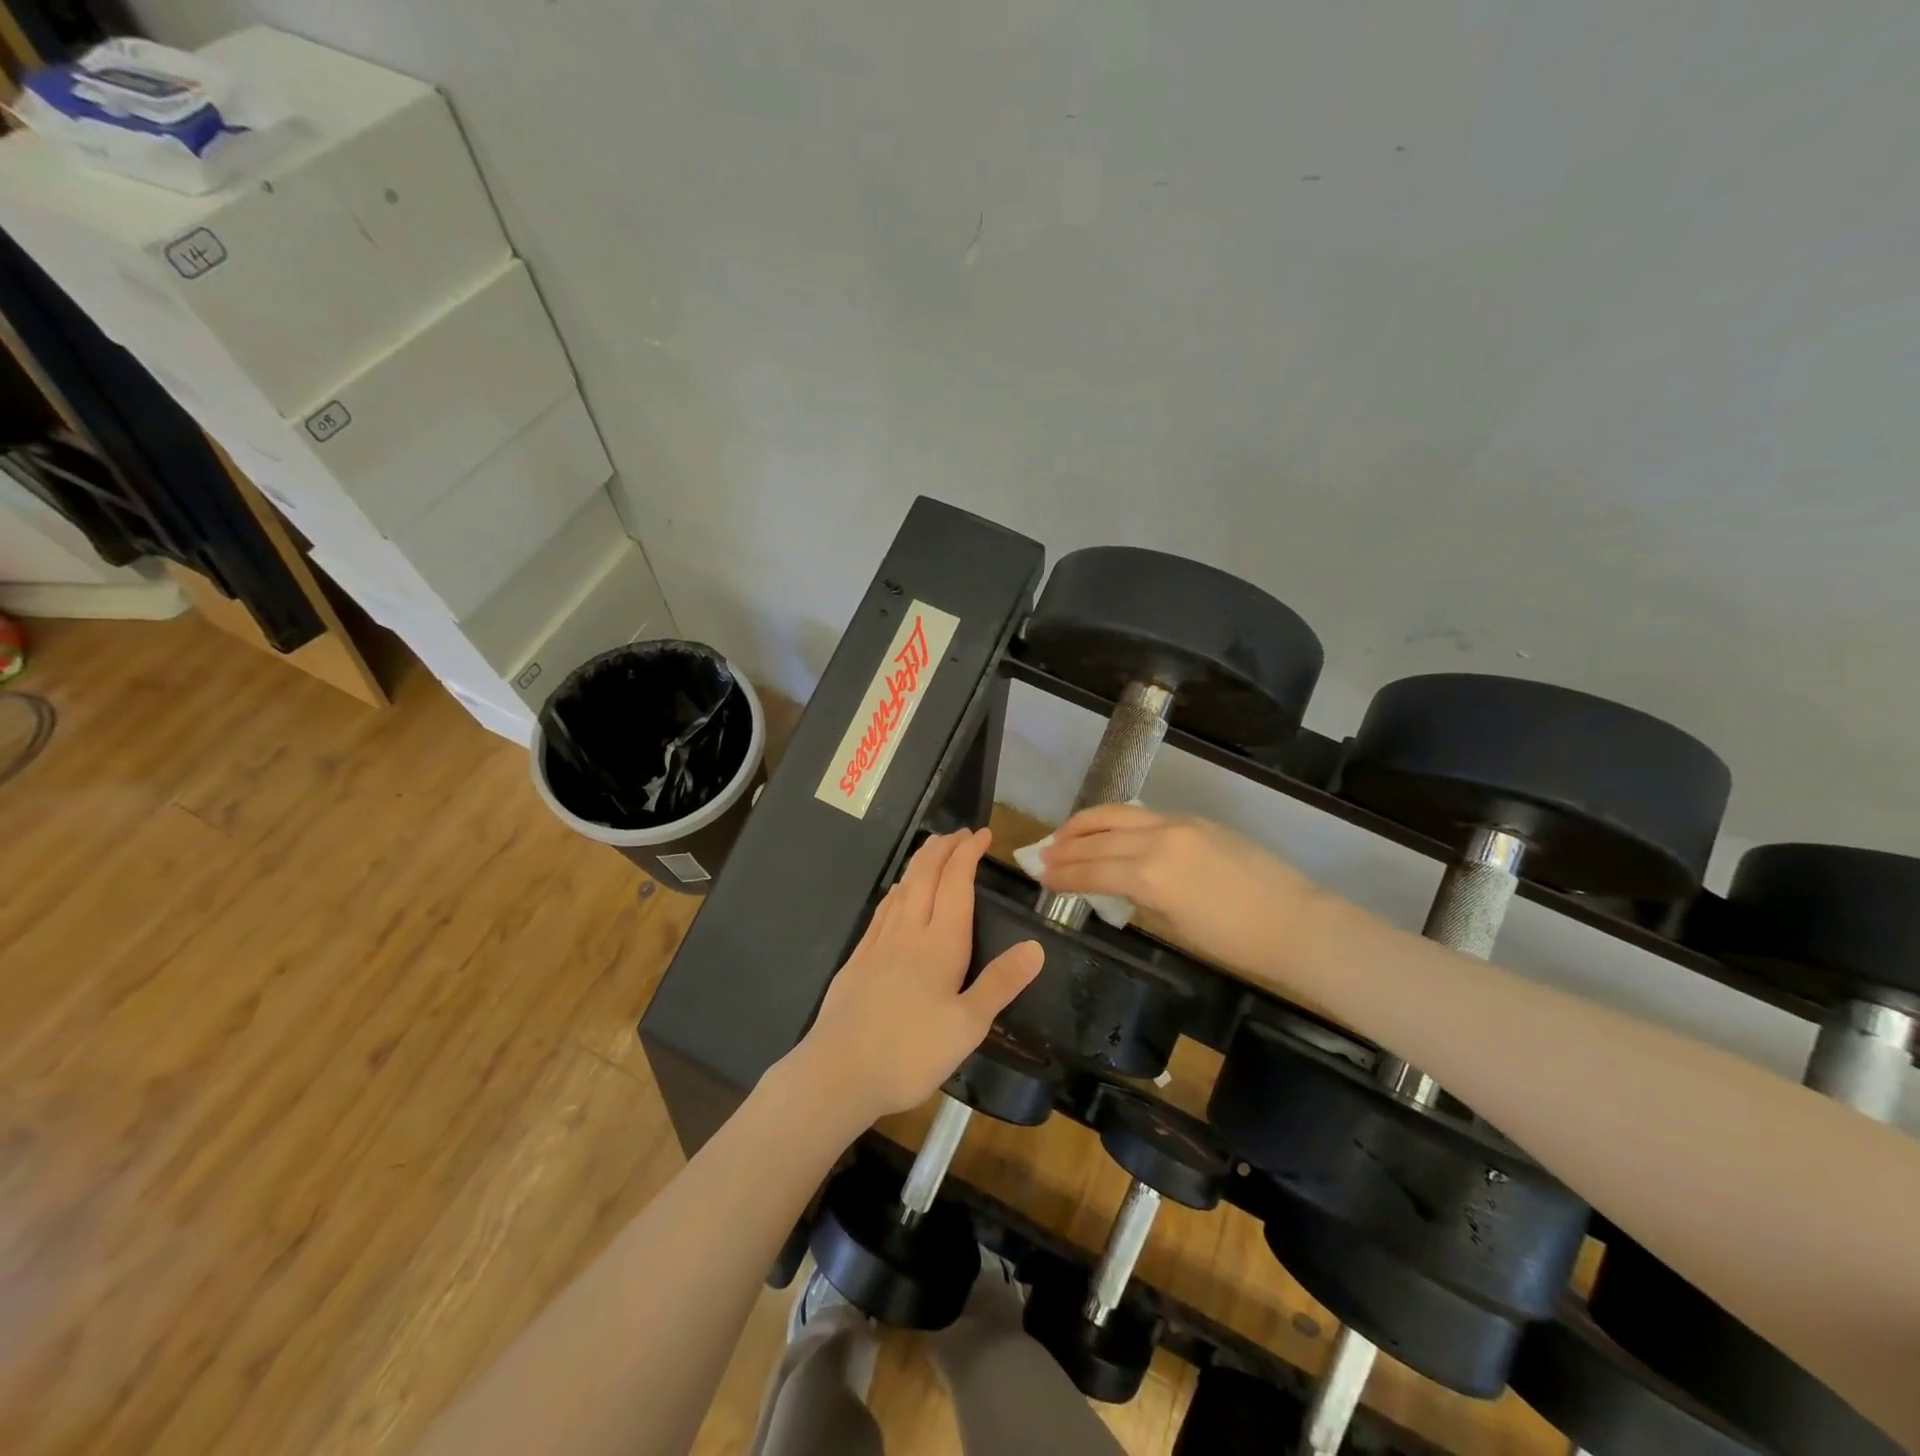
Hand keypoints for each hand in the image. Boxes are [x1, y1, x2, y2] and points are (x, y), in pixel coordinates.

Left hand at [789, 829, 1043, 1128]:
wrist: (839, 1071)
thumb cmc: (910, 1052)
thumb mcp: (968, 1026)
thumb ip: (1001, 983)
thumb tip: (1036, 946)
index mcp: (939, 944)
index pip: (955, 883)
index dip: (968, 853)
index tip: (982, 835)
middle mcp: (908, 932)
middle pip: (925, 875)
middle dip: (944, 848)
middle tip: (960, 833)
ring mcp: (878, 943)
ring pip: (901, 888)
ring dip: (920, 863)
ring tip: (933, 851)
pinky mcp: (858, 959)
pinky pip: (882, 910)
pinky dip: (897, 890)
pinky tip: (896, 894)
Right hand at [1038, 804, 1322, 980]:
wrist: (1297, 924)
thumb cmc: (1236, 943)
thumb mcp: (1175, 927)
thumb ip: (1139, 900)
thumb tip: (1116, 889)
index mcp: (1150, 875)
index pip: (1091, 869)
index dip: (1062, 873)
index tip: (1039, 874)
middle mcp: (1157, 840)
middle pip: (1098, 837)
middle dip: (1066, 845)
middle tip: (1042, 853)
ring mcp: (1178, 824)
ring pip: (1118, 814)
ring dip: (1086, 823)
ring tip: (1064, 833)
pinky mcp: (1196, 821)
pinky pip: (1144, 815)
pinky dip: (1117, 821)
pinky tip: (1108, 831)